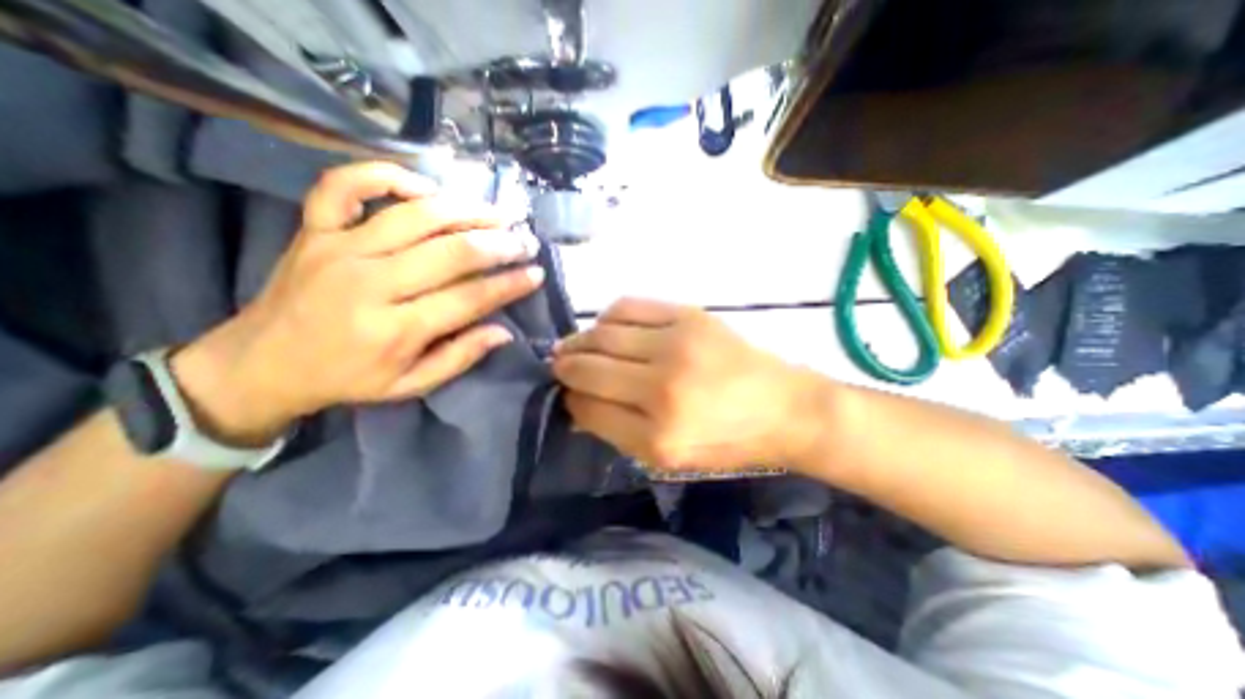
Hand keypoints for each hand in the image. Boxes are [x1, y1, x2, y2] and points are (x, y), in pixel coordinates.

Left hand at [168, 160, 544, 444]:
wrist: (260, 364)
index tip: (536, 274)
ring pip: (415, 215)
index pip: (469, 298)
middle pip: (450, 252)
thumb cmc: (346, 379)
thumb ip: (459, 358)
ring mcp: (338, 248)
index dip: (509, 285)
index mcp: (395, 329)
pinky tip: (424, 187)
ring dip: (466, 210)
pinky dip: (386, 176)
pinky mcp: (314, 229)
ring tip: (498, 214)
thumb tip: (503, 332)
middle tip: (526, 242)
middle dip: (499, 244)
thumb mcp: (409, 385)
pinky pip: (345, 185)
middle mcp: (370, 283)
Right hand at [550, 299, 823, 471]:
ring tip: (576, 345)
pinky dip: (608, 316)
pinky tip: (608, 327)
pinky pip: (628, 306)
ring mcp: (676, 344)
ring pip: (602, 333)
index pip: (588, 408)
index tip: (567, 394)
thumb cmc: (728, 440)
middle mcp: (662, 387)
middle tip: (558, 364)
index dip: (570, 399)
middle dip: (564, 366)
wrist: (785, 407)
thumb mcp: (670, 457)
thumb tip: (577, 404)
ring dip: (580, 339)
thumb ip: (618, 431)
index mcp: (658, 436)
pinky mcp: (688, 316)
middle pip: (588, 367)